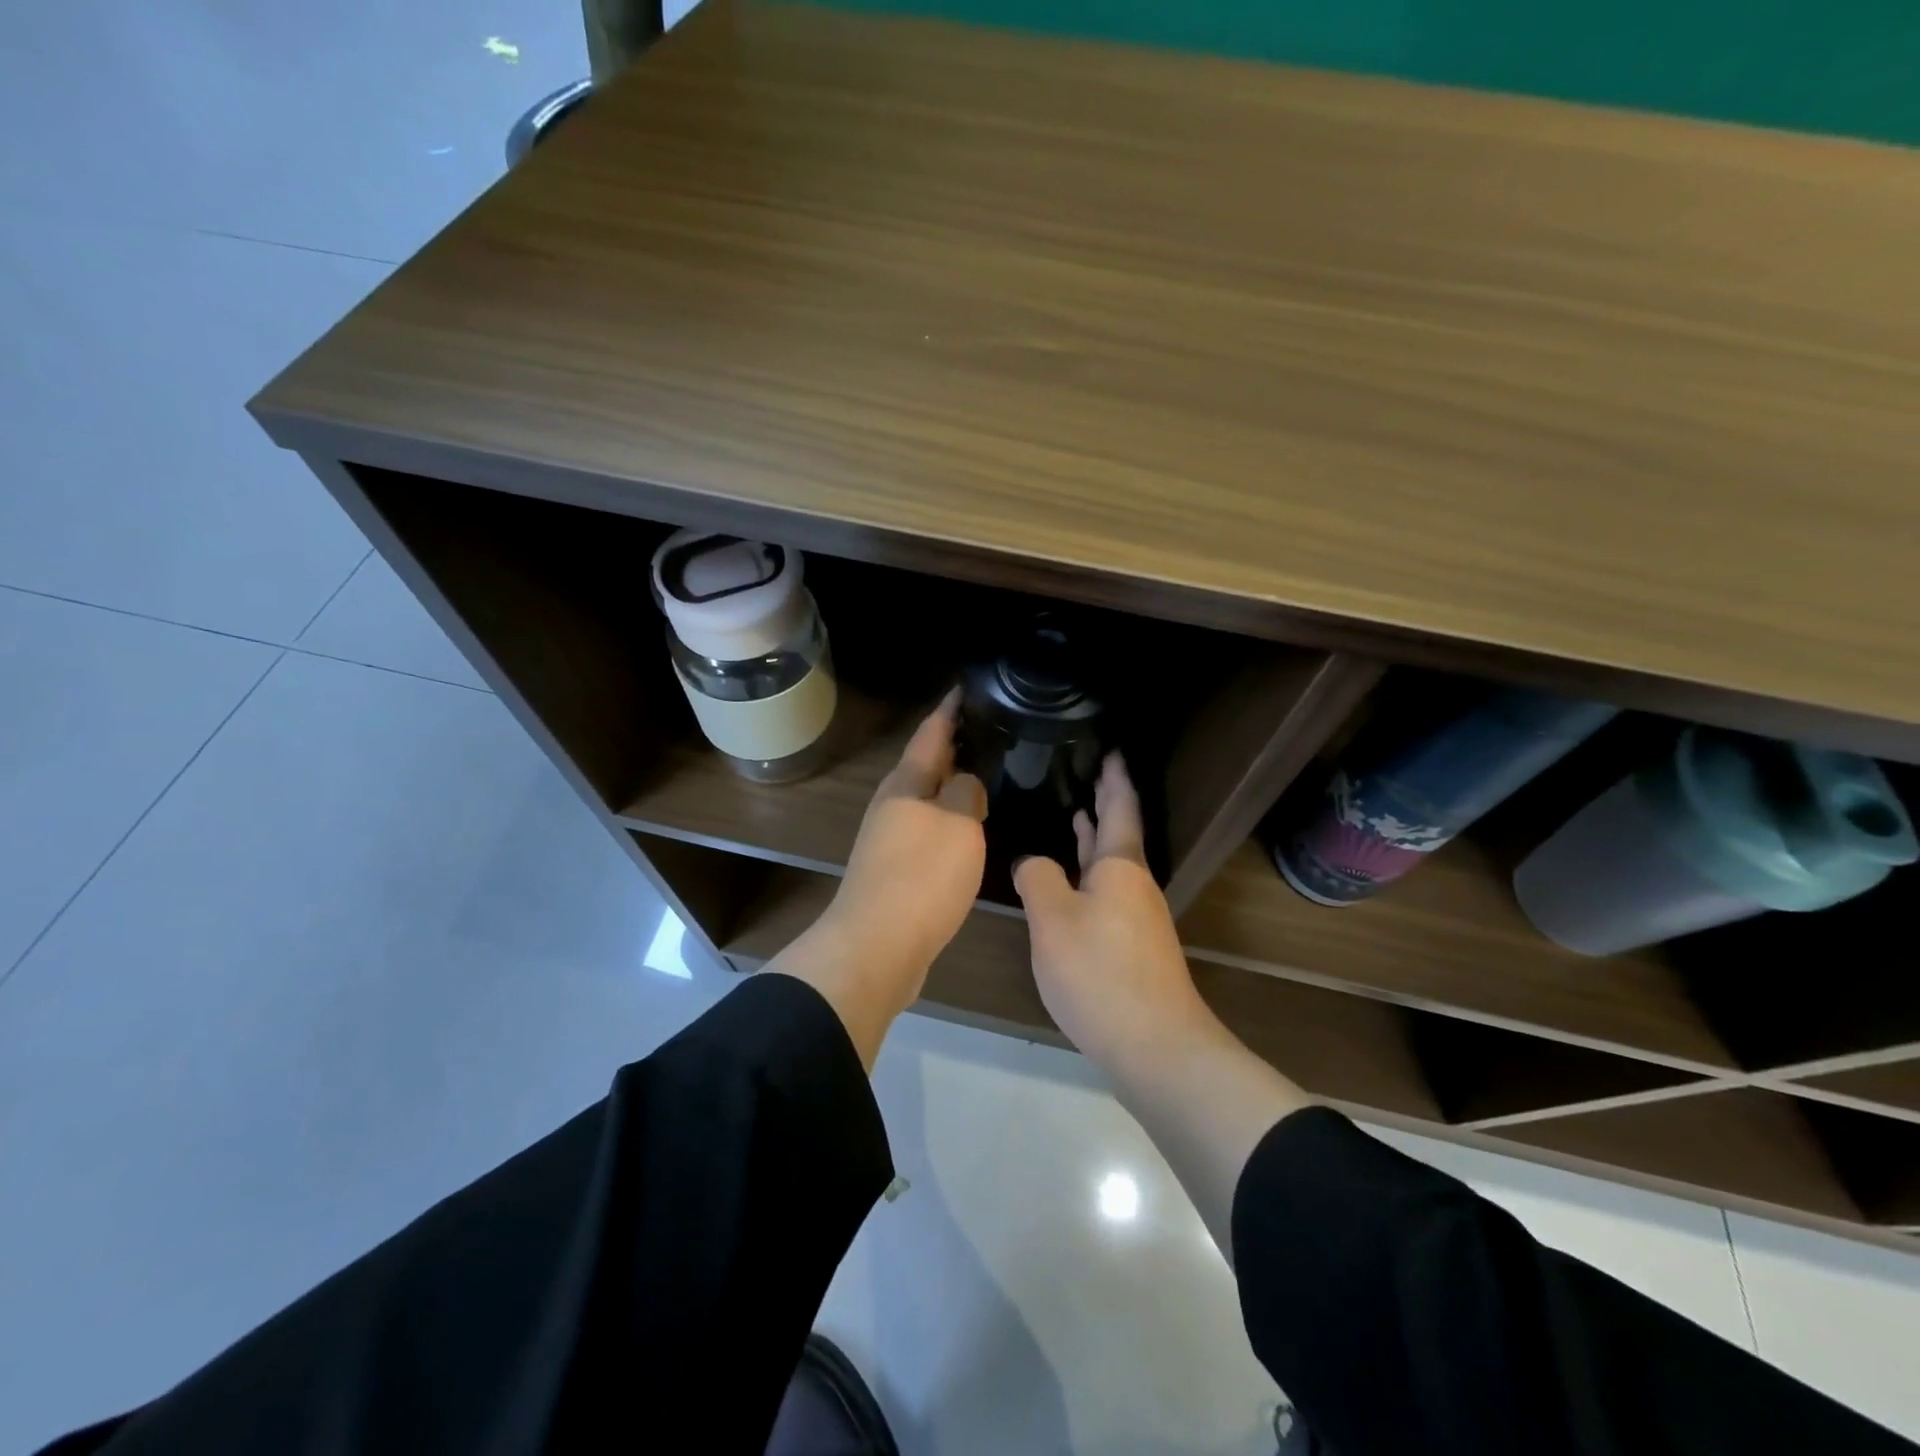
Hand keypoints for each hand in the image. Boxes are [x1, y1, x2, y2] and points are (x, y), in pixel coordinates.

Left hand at [822, 688, 987, 994]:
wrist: (877, 947)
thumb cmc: (921, 877)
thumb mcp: (958, 824)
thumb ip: (966, 793)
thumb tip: (965, 783)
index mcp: (907, 784)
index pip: (931, 733)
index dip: (950, 709)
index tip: (967, 687)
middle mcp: (894, 805)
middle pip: (926, 765)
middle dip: (954, 746)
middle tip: (989, 731)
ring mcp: (891, 838)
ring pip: (928, 800)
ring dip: (952, 785)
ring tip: (986, 775)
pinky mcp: (896, 870)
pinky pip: (929, 831)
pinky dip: (950, 821)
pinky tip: (969, 829)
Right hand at [1013, 754, 1213, 1074]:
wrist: (1155, 1047)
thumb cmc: (1100, 973)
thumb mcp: (1053, 919)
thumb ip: (1038, 878)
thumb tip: (1034, 863)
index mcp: (1120, 866)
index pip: (1119, 807)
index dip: (1114, 777)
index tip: (1111, 749)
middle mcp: (1134, 885)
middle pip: (1119, 833)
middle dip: (1105, 803)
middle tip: (1088, 772)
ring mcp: (1137, 918)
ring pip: (1112, 865)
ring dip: (1095, 839)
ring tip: (1075, 816)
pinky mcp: (1132, 947)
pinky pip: (1107, 892)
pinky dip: (1090, 874)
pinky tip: (1073, 884)